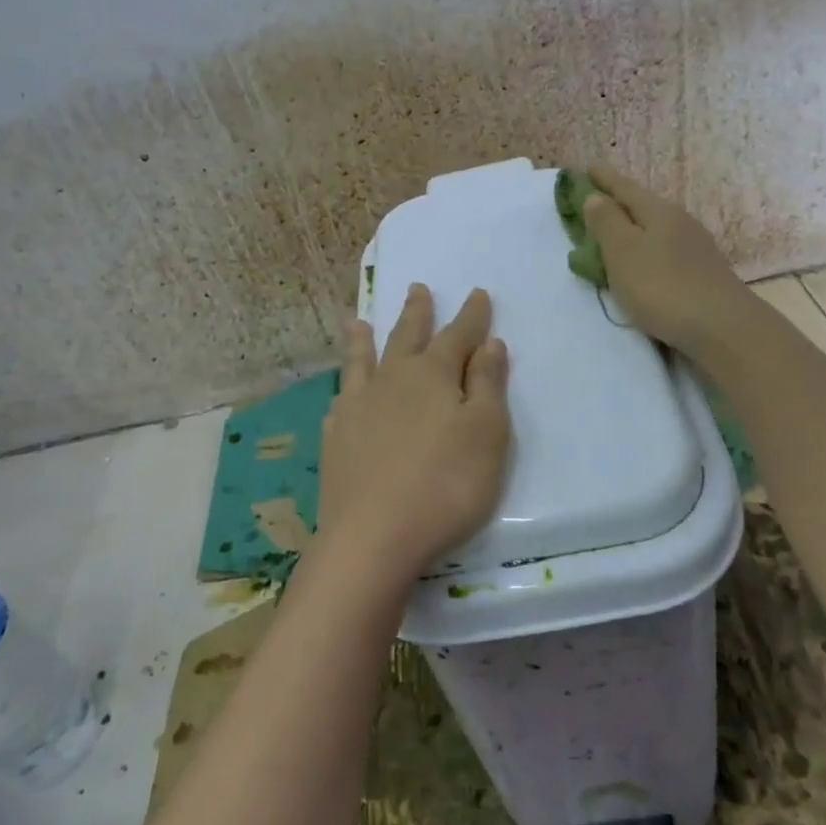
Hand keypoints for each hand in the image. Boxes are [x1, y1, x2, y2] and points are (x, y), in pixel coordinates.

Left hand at [314, 285, 510, 595]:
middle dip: (417, 313)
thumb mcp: (486, 434)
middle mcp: (391, 380)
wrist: (373, 536)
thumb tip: (490, 343)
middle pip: (406, 337)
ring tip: (358, 321)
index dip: (471, 316)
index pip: (457, 335)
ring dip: (365, 338)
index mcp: (432, 375)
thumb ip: (487, 385)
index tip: (476, 293)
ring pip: (363, 360)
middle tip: (418, 288)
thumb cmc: (445, 485)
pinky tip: (343, 390)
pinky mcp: (336, 437)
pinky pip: (340, 398)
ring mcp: (357, 407)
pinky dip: (345, 385)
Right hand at [583, 164, 755, 356]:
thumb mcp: (623, 252)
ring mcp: (696, 248)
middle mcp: (680, 222)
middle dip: (620, 203)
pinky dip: (648, 251)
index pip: (625, 188)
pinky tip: (645, 263)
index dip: (604, 179)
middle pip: (643, 206)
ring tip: (617, 234)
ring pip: (656, 229)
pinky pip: (666, 251)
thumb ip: (607, 223)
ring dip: (635, 229)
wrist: (722, 328)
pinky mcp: (702, 273)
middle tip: (598, 200)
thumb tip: (596, 196)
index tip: (589, 166)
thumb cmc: (662, 286)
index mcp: (658, 211)